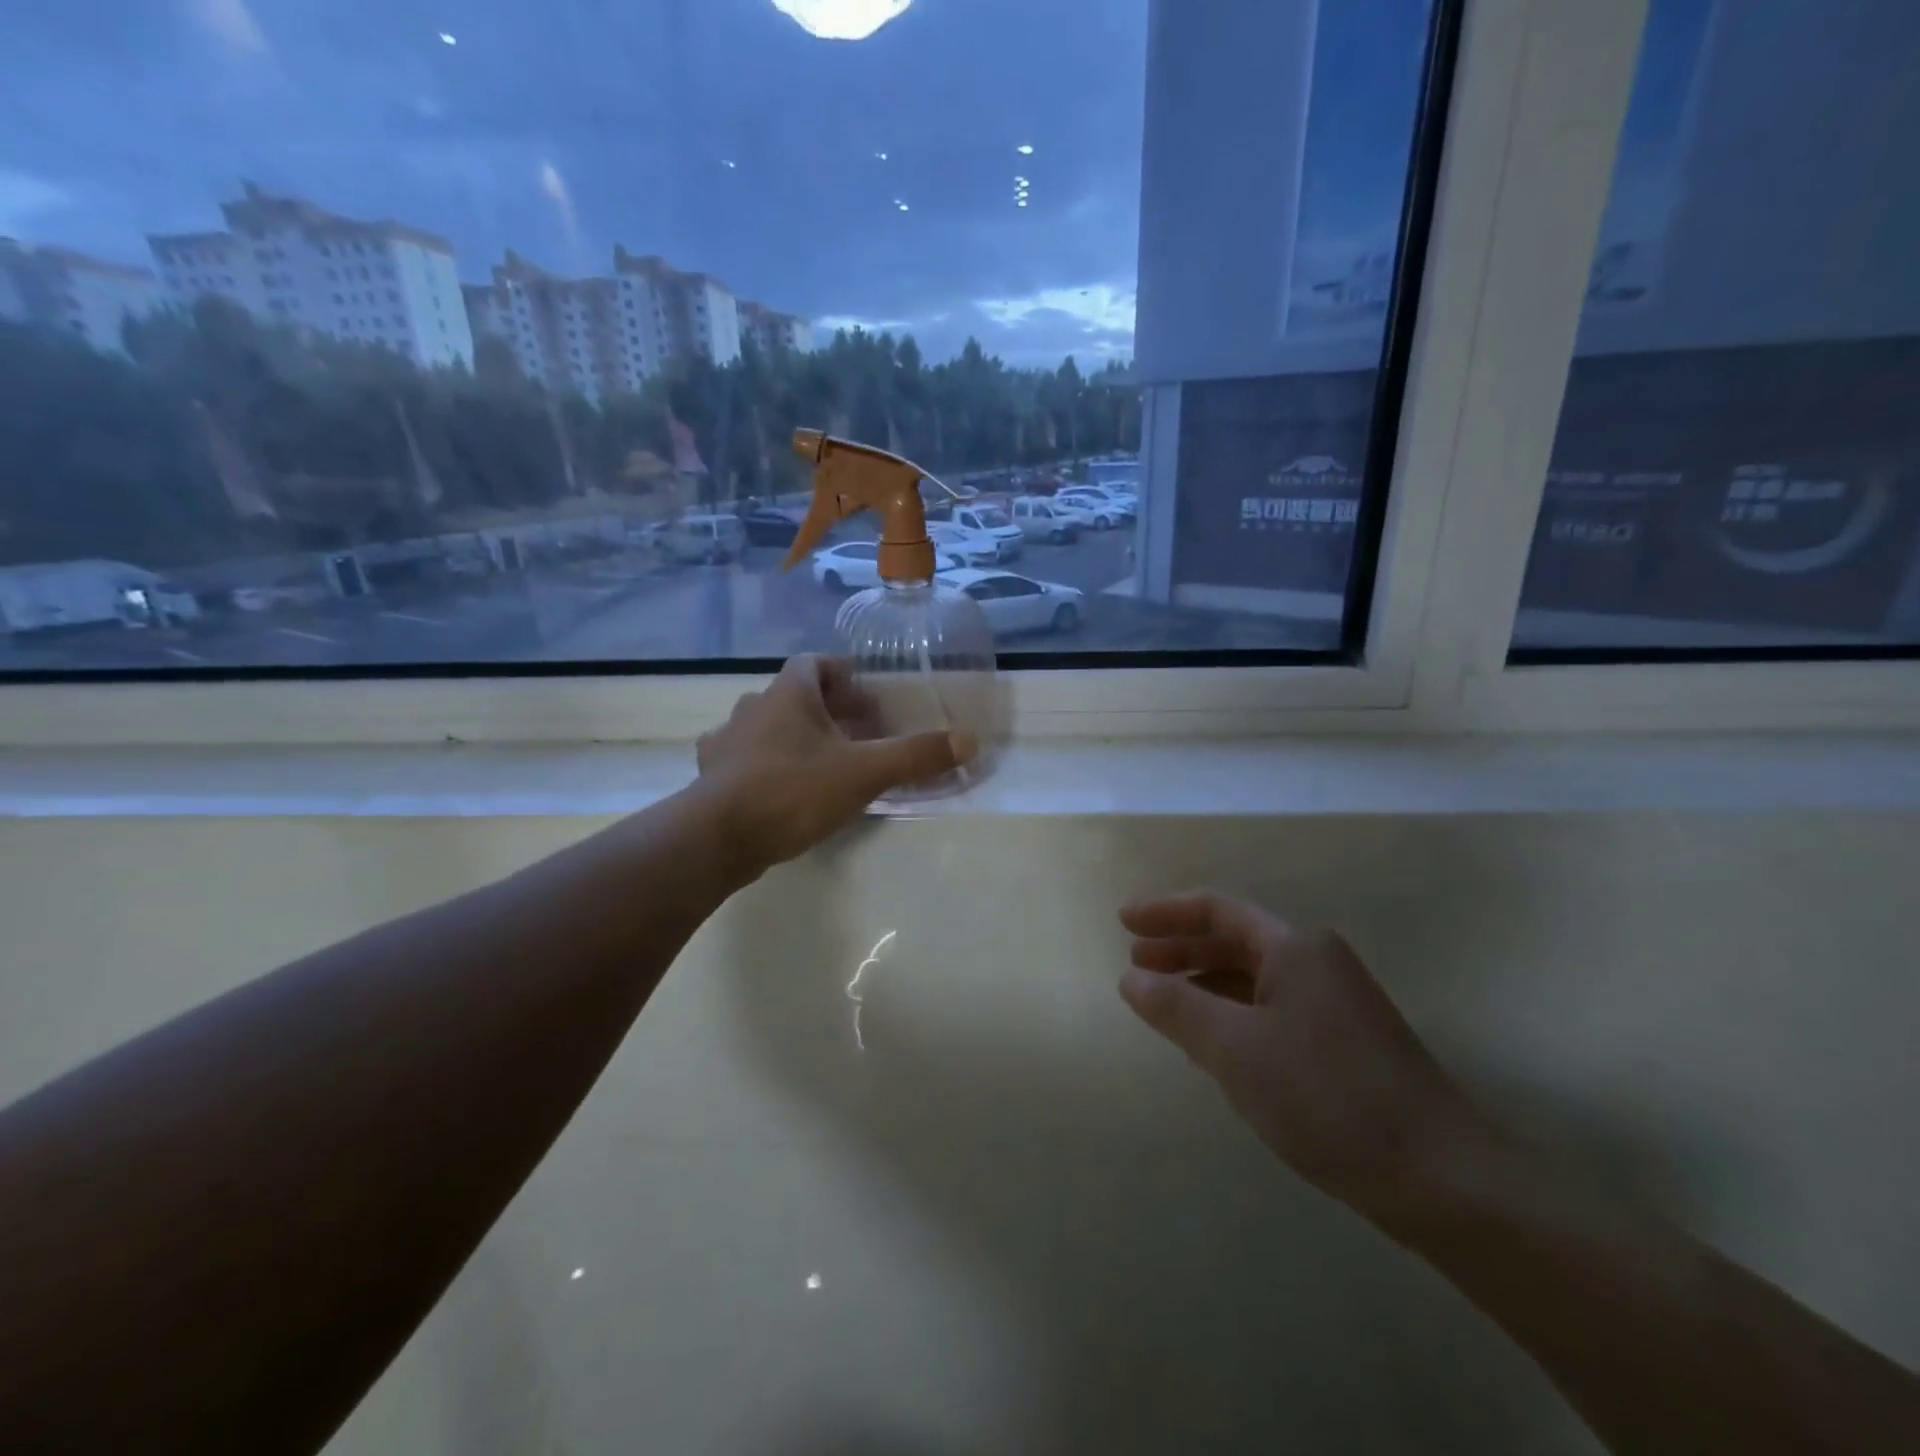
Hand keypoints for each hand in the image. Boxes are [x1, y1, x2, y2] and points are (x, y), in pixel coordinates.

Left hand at [696, 655, 972, 874]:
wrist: (719, 836)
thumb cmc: (794, 790)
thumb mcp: (865, 772)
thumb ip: (916, 756)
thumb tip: (969, 742)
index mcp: (788, 695)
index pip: (813, 663)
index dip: (841, 675)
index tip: (864, 698)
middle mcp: (752, 708)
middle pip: (792, 696)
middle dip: (825, 711)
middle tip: (855, 736)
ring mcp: (726, 742)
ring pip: (765, 726)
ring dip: (793, 737)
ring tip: (821, 764)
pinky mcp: (712, 776)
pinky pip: (742, 758)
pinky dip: (764, 765)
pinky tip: (780, 788)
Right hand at [1118, 893, 1479, 1214]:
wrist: (1442, 1179)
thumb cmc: (1328, 1096)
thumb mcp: (1235, 1049)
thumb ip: (1176, 1007)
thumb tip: (1130, 979)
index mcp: (1294, 947)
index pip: (1216, 910)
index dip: (1165, 912)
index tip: (1122, 923)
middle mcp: (1316, 961)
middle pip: (1234, 940)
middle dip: (1181, 948)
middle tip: (1134, 964)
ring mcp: (1335, 1002)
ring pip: (1252, 977)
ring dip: (1204, 983)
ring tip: (1163, 1002)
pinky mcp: (1344, 1042)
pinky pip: (1271, 1009)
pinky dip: (1232, 1014)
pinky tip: (1213, 1042)